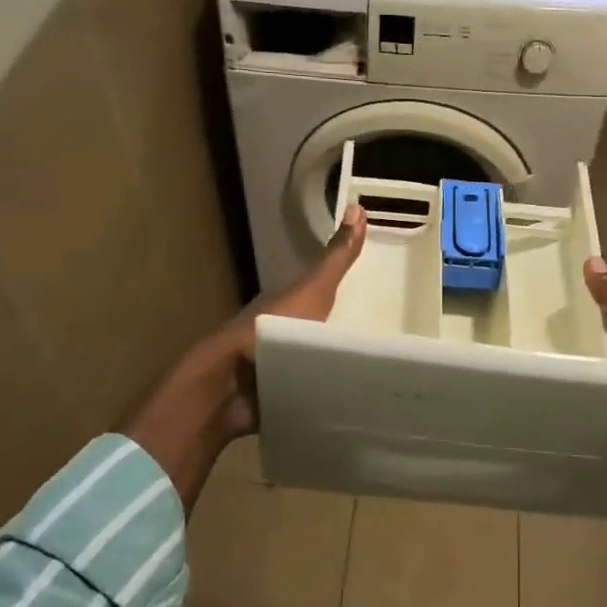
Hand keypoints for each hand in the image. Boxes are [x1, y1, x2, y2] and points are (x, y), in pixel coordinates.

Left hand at [210, 204, 368, 437]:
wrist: (231, 384)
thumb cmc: (273, 331)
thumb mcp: (313, 290)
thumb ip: (336, 259)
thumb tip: (357, 207)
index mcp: (282, 305)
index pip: (314, 295)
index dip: (337, 294)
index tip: (368, 302)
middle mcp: (275, 332)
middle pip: (311, 328)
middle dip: (336, 333)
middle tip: (375, 341)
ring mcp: (271, 366)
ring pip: (306, 360)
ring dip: (327, 365)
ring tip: (367, 373)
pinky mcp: (272, 396)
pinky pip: (302, 390)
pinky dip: (318, 392)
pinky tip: (343, 398)